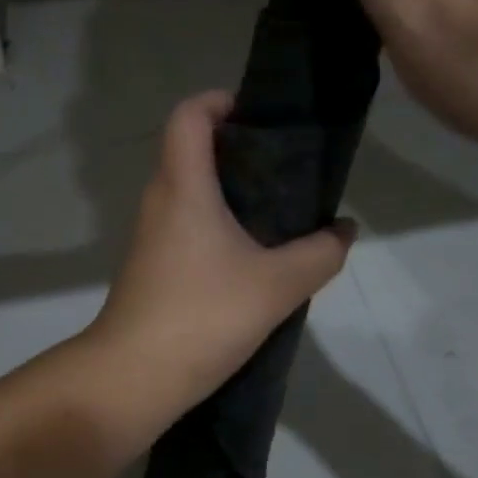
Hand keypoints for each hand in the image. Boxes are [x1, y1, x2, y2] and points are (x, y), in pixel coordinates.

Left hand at [82, 91, 353, 434]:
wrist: (134, 376)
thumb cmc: (203, 315)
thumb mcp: (277, 285)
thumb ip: (320, 253)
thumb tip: (344, 230)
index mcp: (183, 186)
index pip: (188, 115)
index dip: (220, 101)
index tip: (259, 116)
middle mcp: (159, 199)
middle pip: (190, 149)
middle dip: (236, 147)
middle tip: (286, 165)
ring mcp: (150, 234)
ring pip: (188, 189)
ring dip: (228, 188)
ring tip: (278, 208)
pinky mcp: (150, 264)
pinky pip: (184, 222)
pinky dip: (215, 220)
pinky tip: (251, 253)